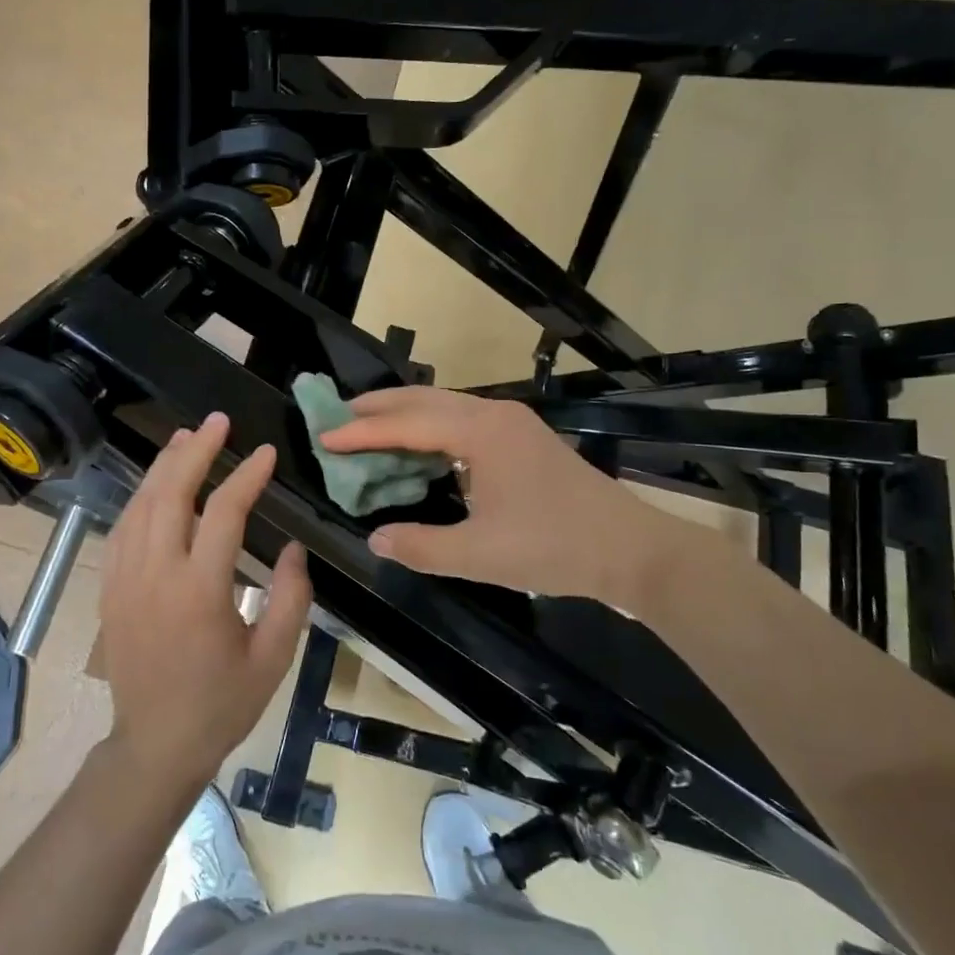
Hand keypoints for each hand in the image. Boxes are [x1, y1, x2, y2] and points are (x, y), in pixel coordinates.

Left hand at [98, 412, 311, 790]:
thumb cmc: (221, 704)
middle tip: (217, 422)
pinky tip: (156, 484)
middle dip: (196, 451)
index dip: (247, 476)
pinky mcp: (109, 587)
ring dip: (164, 466)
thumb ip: (290, 597)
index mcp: (200, 591)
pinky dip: (141, 497)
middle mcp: (155, 574)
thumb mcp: (273, 657)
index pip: (223, 512)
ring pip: (141, 504)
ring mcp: (125, 578)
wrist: (155, 744)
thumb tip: (292, 548)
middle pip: (171, 493)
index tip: (266, 453)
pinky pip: (123, 527)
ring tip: (186, 437)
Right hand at [319, 386, 677, 606]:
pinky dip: (429, 428)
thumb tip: (376, 539)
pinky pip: (461, 420)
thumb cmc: (554, 547)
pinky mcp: (521, 438)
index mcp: (480, 433)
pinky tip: (416, 448)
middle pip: (422, 399)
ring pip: (443, 406)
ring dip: (404, 415)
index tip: (324, 437)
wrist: (631, 550)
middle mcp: (493, 415)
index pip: (406, 424)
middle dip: (377, 406)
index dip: (361, 432)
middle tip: (336, 416)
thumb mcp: (479, 554)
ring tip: (367, 428)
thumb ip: (421, 546)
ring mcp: (511, 423)